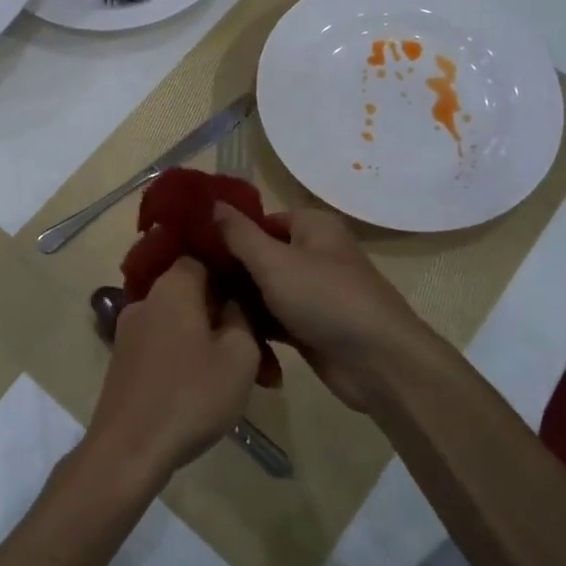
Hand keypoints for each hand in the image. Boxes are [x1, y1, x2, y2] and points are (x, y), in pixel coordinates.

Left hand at [84, 258, 260, 486]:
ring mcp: (129, 331)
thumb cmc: (191, 396)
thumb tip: (234, 299)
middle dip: (222, 311)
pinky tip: (204, 386)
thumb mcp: (239, 355)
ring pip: (178, 321)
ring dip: (206, 339)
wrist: (128, 450)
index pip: (201, 256)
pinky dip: (185, 356)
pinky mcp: (123, 361)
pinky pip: (163, 344)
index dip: (230, 270)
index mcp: (173, 287)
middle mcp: (146, 300)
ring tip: (237, 372)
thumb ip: (243, 317)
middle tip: (254, 342)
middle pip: (191, 291)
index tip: (253, 291)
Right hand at [212, 204, 439, 411]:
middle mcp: (314, 254)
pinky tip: (221, 331)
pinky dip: (255, 324)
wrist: (377, 363)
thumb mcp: (274, 261)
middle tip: (188, 281)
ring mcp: (313, 293)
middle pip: (261, 255)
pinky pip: (274, 318)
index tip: (191, 246)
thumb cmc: (325, 298)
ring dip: (239, 299)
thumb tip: (211, 203)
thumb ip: (239, 234)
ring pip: (265, 290)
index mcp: (313, 227)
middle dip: (229, 269)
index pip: (261, 220)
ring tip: (196, 307)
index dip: (229, 231)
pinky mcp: (311, 327)